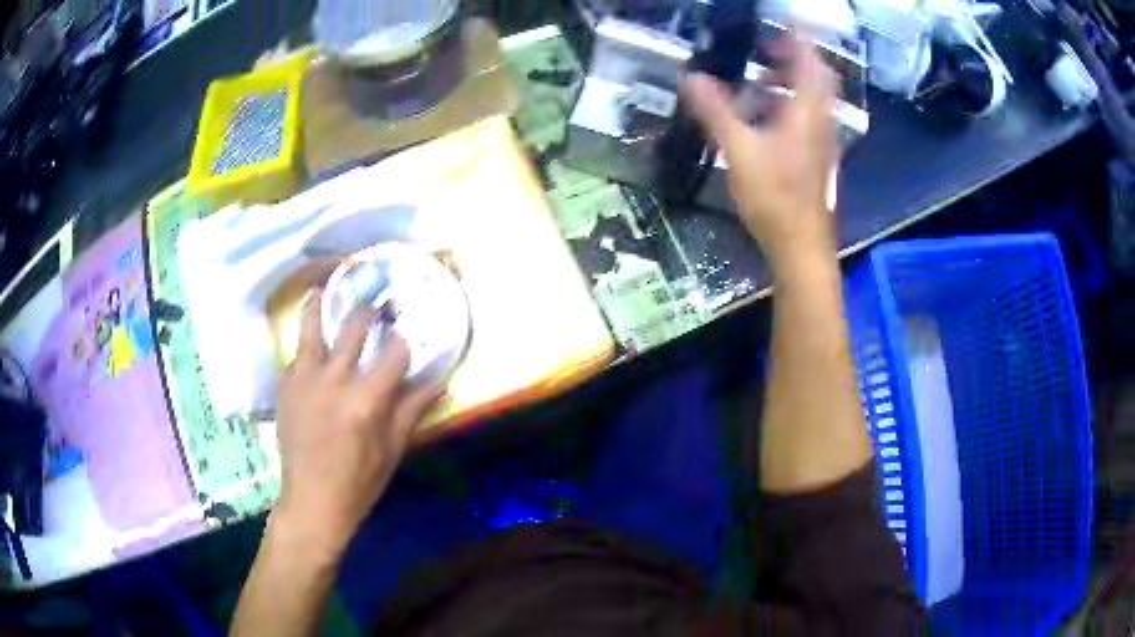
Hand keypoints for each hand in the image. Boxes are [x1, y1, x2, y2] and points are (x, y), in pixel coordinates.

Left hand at [270, 289, 440, 558]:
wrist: (311, 500)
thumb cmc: (358, 481)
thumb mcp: (393, 449)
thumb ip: (413, 409)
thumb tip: (441, 380)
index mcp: (365, 400)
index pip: (394, 353)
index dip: (405, 340)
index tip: (410, 330)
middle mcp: (332, 380)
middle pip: (354, 327)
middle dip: (370, 309)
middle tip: (376, 298)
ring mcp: (303, 379)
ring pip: (313, 325)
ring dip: (323, 303)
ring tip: (328, 285)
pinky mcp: (285, 384)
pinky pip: (297, 352)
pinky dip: (307, 341)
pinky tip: (312, 339)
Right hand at [680, 34, 837, 267]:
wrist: (801, 246)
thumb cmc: (774, 197)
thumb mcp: (739, 150)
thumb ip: (715, 111)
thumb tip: (691, 77)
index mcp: (806, 112)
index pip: (809, 61)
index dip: (799, 35)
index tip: (786, 17)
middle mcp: (820, 121)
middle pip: (817, 76)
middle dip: (795, 56)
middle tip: (767, 47)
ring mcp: (822, 140)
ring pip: (814, 98)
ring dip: (791, 81)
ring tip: (761, 77)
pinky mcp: (817, 157)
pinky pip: (809, 117)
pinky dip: (791, 104)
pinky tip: (766, 115)